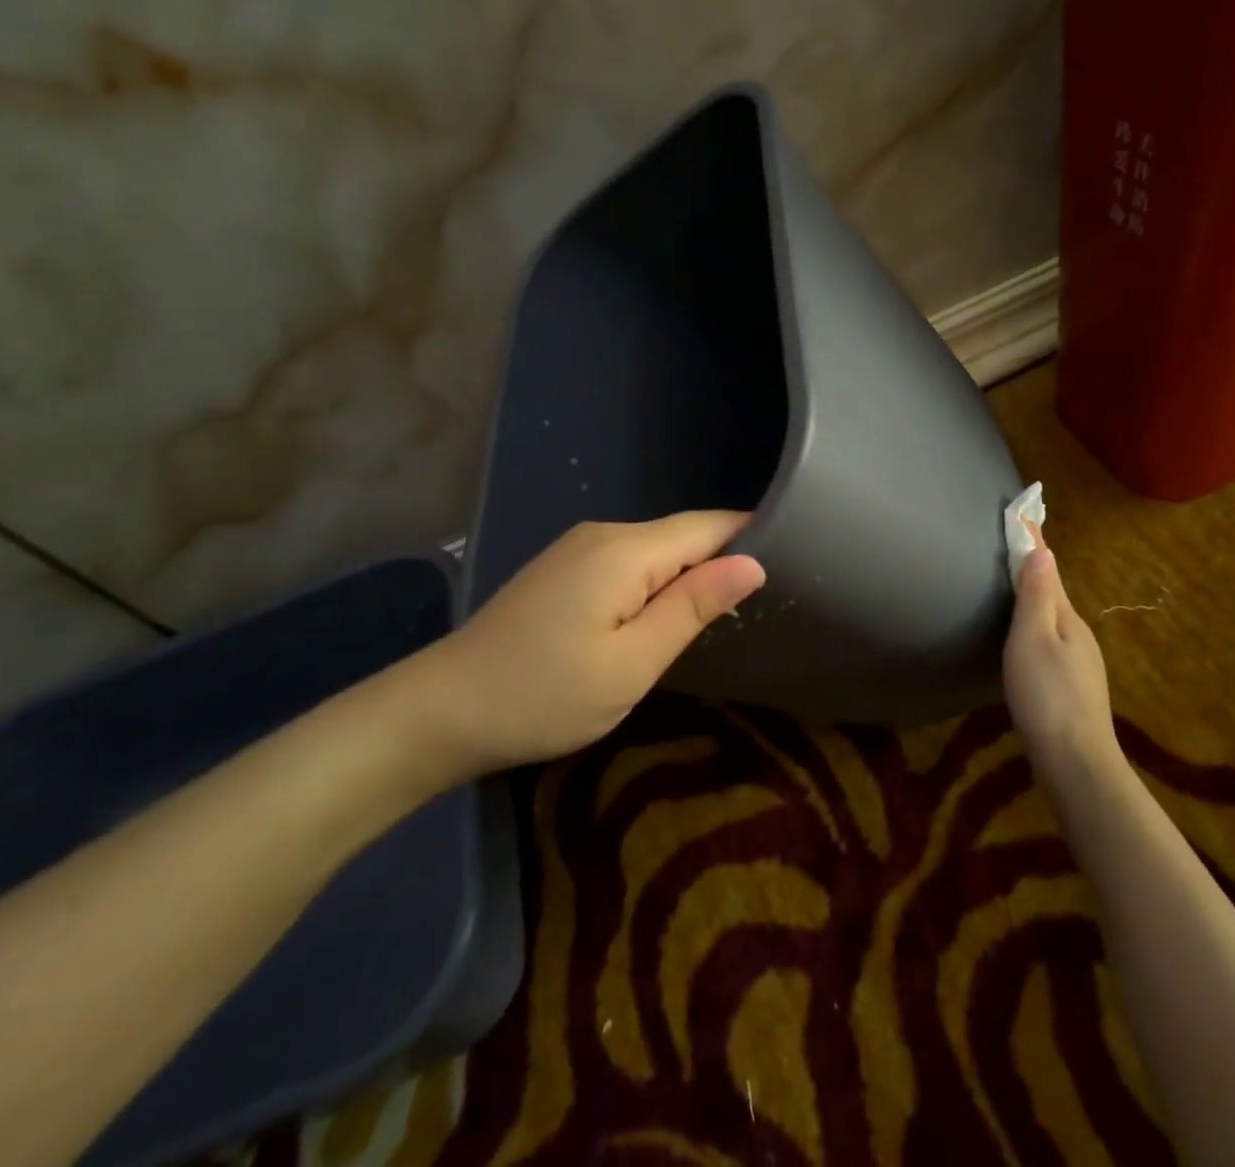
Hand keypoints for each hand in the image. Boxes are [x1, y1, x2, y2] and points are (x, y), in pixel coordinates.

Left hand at [386, 512, 765, 782]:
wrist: (442, 710)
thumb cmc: (544, 695)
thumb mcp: (632, 663)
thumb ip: (693, 607)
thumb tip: (753, 562)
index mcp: (625, 550)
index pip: (709, 525)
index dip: (752, 537)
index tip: (793, 565)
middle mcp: (604, 534)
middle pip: (684, 534)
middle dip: (723, 561)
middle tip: (762, 607)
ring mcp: (578, 548)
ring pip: (657, 549)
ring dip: (690, 575)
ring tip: (721, 615)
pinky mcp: (564, 568)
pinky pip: (629, 562)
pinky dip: (657, 582)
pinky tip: (663, 616)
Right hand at [1003, 525, 1120, 774]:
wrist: (1075, 761)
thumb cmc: (1047, 695)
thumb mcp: (1032, 639)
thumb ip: (1036, 596)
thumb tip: (1042, 550)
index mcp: (1067, 618)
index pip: (1048, 570)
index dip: (1034, 543)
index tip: (1022, 513)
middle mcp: (1078, 634)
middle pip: (1053, 593)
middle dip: (1035, 569)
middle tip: (1013, 546)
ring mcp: (1078, 663)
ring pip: (1053, 620)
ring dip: (1036, 599)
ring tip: (1015, 588)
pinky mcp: (1071, 687)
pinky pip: (1051, 642)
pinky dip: (1037, 627)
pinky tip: (1025, 641)